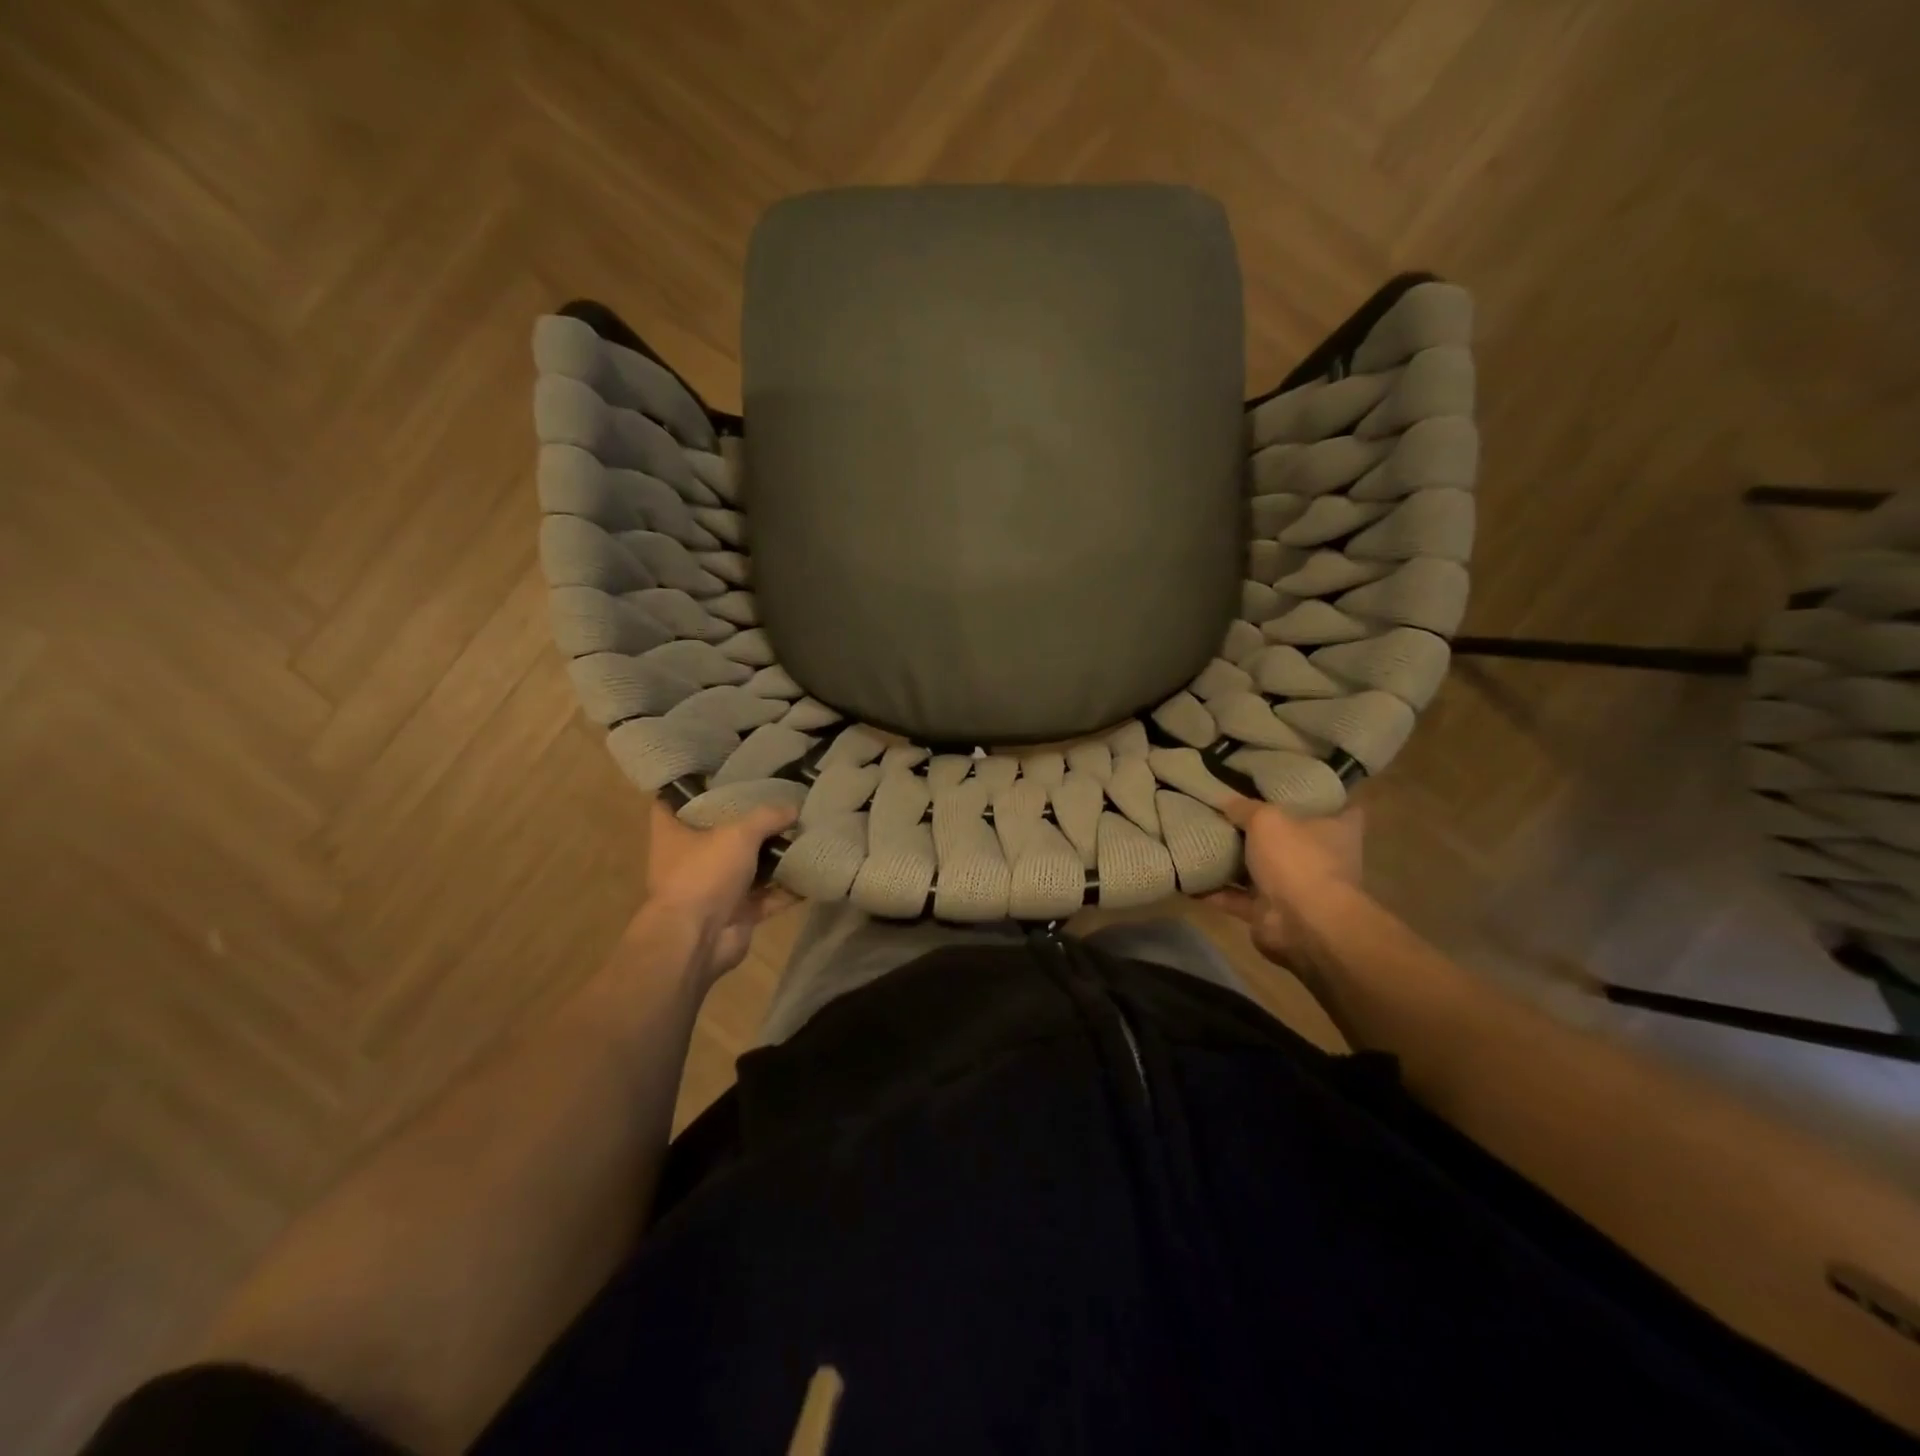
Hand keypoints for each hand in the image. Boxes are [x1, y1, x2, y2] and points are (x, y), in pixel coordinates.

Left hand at [635, 798, 797, 984]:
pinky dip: (788, 889)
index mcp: (673, 834)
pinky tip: (813, 871)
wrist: (697, 940)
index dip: (692, 787)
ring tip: (804, 832)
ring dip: (773, 856)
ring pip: (748, 866)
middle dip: (748, 822)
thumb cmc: (704, 874)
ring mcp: (713, 888)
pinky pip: (768, 897)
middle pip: (719, 833)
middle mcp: (690, 859)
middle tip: (778, 800)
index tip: (718, 774)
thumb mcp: (739, 834)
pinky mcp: (736, 913)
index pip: (674, 801)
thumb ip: (768, 817)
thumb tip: (795, 808)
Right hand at [1207, 795, 1364, 964]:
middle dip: (1264, 829)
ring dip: (1234, 862)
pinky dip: (1215, 891)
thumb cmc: (1297, 859)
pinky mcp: (1270, 913)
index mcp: (1336, 831)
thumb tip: (1224, 800)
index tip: (1287, 786)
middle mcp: (1320, 859)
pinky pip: (1237, 898)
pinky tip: (1189, 876)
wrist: (1303, 924)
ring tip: (1202, 840)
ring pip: (1260, 869)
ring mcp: (1296, 888)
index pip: (1337, 806)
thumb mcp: (1267, 820)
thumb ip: (1245, 808)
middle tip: (1231, 809)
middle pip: (1291, 838)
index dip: (1314, 796)